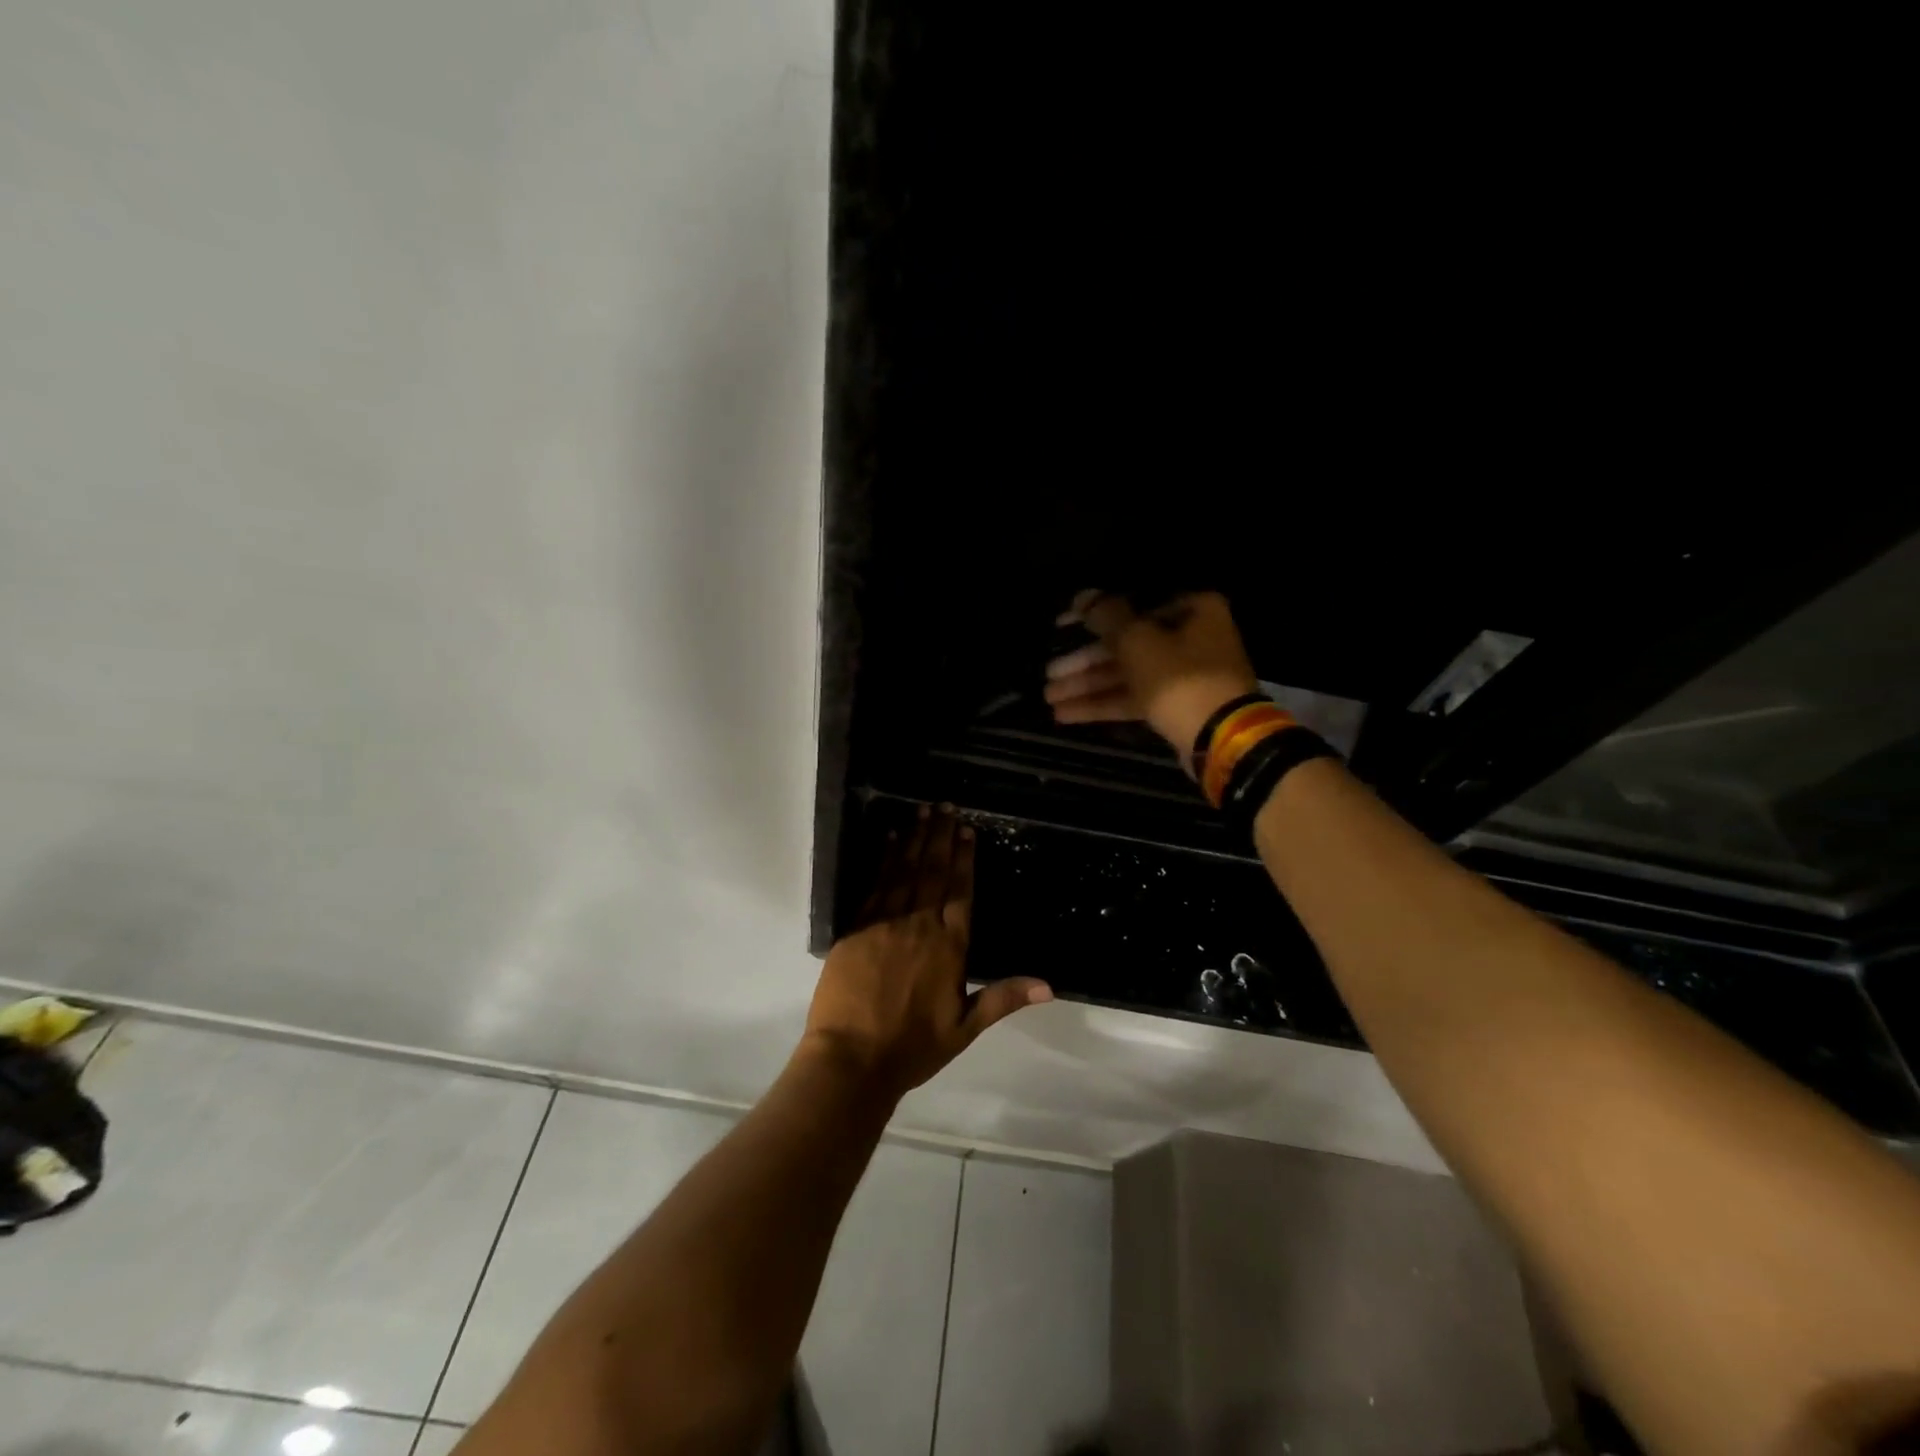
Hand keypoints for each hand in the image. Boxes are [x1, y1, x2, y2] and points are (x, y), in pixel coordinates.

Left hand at [803, 807, 1051, 1098]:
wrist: (852, 1058)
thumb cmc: (913, 1047)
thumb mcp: (965, 1028)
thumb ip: (1003, 999)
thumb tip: (1050, 986)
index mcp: (949, 947)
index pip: (961, 891)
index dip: (964, 858)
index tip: (966, 830)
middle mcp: (920, 925)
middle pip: (933, 872)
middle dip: (940, 837)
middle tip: (944, 806)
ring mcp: (886, 923)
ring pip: (905, 871)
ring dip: (914, 839)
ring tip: (921, 812)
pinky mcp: (857, 927)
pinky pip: (875, 884)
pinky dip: (884, 859)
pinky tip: (890, 840)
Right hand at [1044, 590, 1260, 765]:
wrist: (1220, 737)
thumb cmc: (1180, 677)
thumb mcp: (1137, 640)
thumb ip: (1106, 615)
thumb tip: (1082, 596)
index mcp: (1191, 609)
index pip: (1131, 606)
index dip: (1091, 617)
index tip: (1060, 626)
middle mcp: (1191, 637)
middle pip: (1126, 644)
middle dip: (1084, 661)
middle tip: (1049, 673)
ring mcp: (1184, 675)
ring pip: (1127, 675)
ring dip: (1088, 685)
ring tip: (1049, 696)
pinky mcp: (1176, 706)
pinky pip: (1134, 699)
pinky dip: (1103, 704)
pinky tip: (1066, 714)